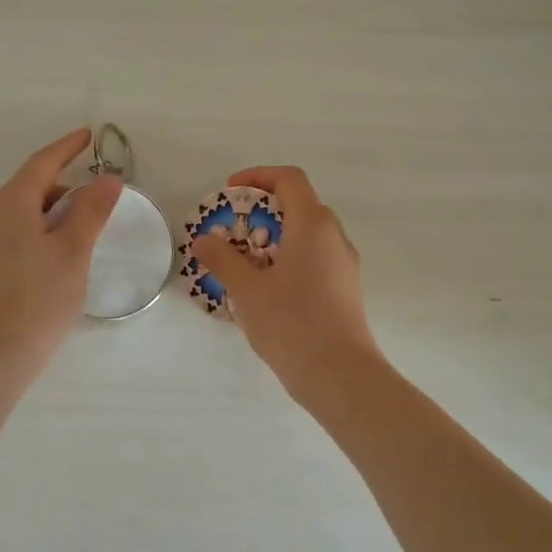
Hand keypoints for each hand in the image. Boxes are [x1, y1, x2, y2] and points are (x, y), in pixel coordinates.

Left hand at [0, 127, 122, 373]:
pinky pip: (19, 234)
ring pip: (25, 213)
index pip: (43, 162)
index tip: (89, 135)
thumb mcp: (74, 250)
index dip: (67, 147)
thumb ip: (92, 210)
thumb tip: (108, 178)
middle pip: (32, 186)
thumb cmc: (38, 296)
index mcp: (12, 202)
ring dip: (55, 210)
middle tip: (98, 191)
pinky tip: (61, 253)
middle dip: (65, 182)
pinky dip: (44, 231)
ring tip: (85, 226)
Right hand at [190, 166, 383, 400]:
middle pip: (301, 205)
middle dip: (265, 210)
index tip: (232, 192)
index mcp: (313, 225)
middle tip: (234, 230)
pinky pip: (316, 260)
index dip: (259, 176)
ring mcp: (344, 264)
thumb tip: (204, 240)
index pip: (290, 179)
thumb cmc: (292, 323)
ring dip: (277, 237)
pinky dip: (290, 259)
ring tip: (246, 263)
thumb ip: (223, 259)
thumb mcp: (247, 290)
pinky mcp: (346, 290)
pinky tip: (268, 290)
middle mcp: (334, 237)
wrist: (341, 375)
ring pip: (309, 235)